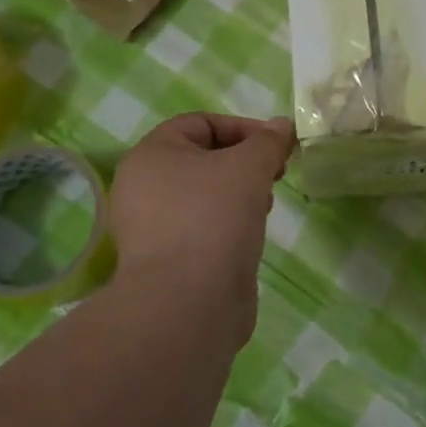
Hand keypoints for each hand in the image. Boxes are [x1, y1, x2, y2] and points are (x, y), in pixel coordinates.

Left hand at [108, 113, 295, 344]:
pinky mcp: (168, 260)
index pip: (201, 123)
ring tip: (264, 207)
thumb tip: (282, 125)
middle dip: (245, 162)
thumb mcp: (249, 166)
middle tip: (275, 174)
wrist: (189, 303)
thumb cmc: (214, 217)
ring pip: (205, 195)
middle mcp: (143, 187)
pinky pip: (203, 228)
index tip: (277, 145)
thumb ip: (268, 142)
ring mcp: (152, 227)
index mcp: (151, 155)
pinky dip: (229, 224)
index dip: (243, 127)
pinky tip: (250, 236)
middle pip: (203, 159)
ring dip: (240, 194)